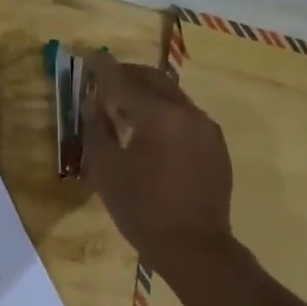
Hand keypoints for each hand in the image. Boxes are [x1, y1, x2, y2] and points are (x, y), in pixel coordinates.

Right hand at [81, 51, 234, 267]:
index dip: (103, 69)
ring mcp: (207, 128)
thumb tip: (95, 103)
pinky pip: (186, 117)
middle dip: (128, 75)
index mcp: (159, 115)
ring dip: (148, 94)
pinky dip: (165, 114)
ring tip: (126, 106)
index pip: (124, 82)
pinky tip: (152, 132)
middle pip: (154, 80)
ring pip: (172, 97)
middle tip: (106, 79)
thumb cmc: (142, 210)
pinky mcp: (216, 145)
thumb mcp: (106, 171)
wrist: (194, 248)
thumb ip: (97, 129)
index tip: (90, 57)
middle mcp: (188, 112)